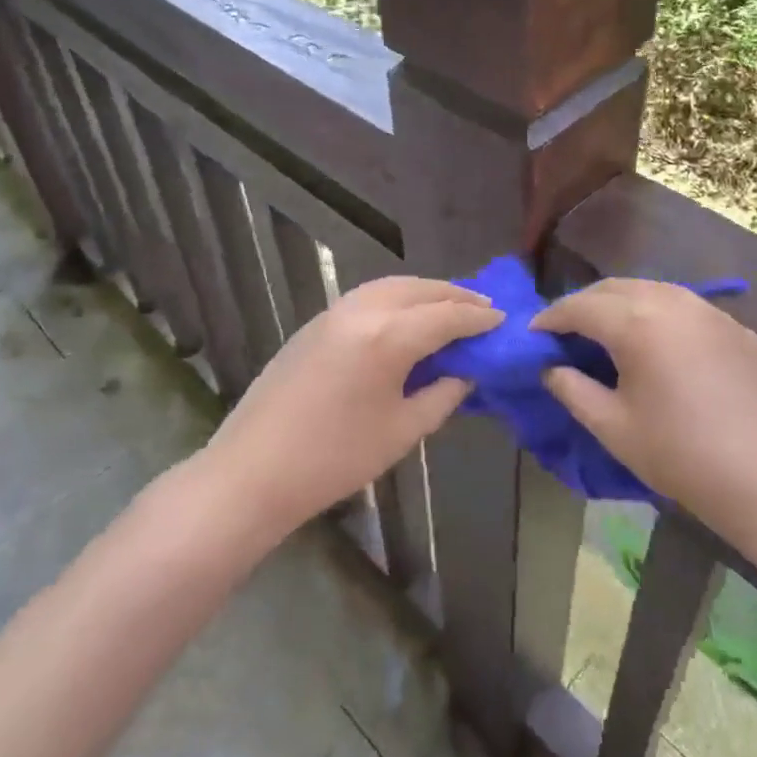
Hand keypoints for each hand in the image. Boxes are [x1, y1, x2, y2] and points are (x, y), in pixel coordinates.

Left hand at [202, 275, 500, 542]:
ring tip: (450, 306)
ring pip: (392, 286)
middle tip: (483, 307)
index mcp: (387, 337)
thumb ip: (441, 395)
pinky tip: (407, 317)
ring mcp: (334, 312)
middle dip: (455, 295)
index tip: (502, 320)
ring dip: (426, 292)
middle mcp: (363, 310)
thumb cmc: (335, 459)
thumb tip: (464, 373)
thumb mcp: (401, 431)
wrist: (253, 470)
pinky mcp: (316, 322)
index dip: (478, 318)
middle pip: (420, 290)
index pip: (446, 316)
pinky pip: (368, 296)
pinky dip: (397, 298)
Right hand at [533, 279, 756, 554]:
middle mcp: (672, 301)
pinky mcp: (736, 327)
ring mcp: (709, 311)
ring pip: (652, 290)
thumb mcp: (612, 427)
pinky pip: (685, 307)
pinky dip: (659, 314)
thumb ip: (572, 389)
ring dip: (622, 303)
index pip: (580, 307)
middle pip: (614, 288)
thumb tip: (551, 368)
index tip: (534, 333)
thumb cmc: (679, 455)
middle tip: (566, 331)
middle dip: (584, 304)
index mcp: (637, 323)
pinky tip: (658, 343)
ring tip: (607, 331)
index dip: (552, 317)